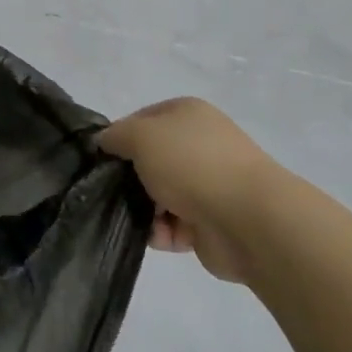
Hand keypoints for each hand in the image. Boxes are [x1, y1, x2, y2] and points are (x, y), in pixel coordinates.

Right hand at [99, 98, 276, 283]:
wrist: (248, 219)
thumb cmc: (191, 165)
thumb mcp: (141, 136)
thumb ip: (116, 135)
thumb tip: (105, 142)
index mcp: (187, 114)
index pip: (140, 120)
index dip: (118, 138)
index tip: (102, 159)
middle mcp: (199, 144)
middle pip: (148, 161)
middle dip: (130, 178)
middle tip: (112, 192)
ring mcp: (208, 183)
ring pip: (158, 195)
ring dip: (144, 209)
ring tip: (139, 219)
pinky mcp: (211, 220)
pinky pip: (173, 225)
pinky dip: (163, 232)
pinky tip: (160, 236)